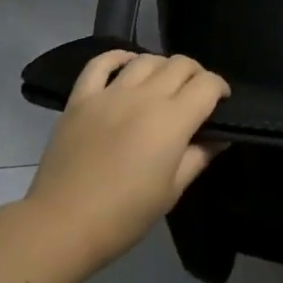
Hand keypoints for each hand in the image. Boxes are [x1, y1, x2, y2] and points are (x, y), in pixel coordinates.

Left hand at [23, 51, 228, 274]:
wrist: (61, 225)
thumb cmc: (124, 216)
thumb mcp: (172, 192)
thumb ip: (199, 157)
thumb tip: (220, 137)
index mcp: (172, 120)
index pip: (207, 84)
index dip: (220, 88)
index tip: (221, 102)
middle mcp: (144, 96)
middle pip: (180, 64)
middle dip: (196, 74)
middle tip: (196, 94)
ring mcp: (110, 93)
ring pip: (146, 59)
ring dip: (163, 66)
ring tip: (163, 84)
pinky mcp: (81, 98)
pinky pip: (101, 63)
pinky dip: (118, 57)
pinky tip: (127, 63)